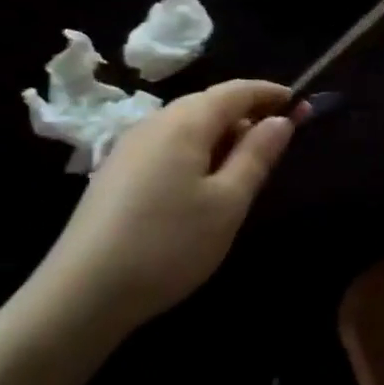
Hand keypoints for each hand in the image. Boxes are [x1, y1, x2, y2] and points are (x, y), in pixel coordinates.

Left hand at [33, 80, 302, 337]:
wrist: (82, 293)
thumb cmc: (168, 244)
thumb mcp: (227, 202)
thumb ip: (257, 155)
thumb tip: (281, 120)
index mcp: (184, 122)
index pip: (236, 91)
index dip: (270, 93)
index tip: (300, 103)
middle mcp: (154, 122)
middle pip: (209, 104)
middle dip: (247, 114)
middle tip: (278, 141)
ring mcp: (129, 146)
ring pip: (186, 126)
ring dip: (221, 135)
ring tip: (244, 168)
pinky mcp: (115, 172)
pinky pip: (167, 145)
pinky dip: (196, 151)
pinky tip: (202, 185)